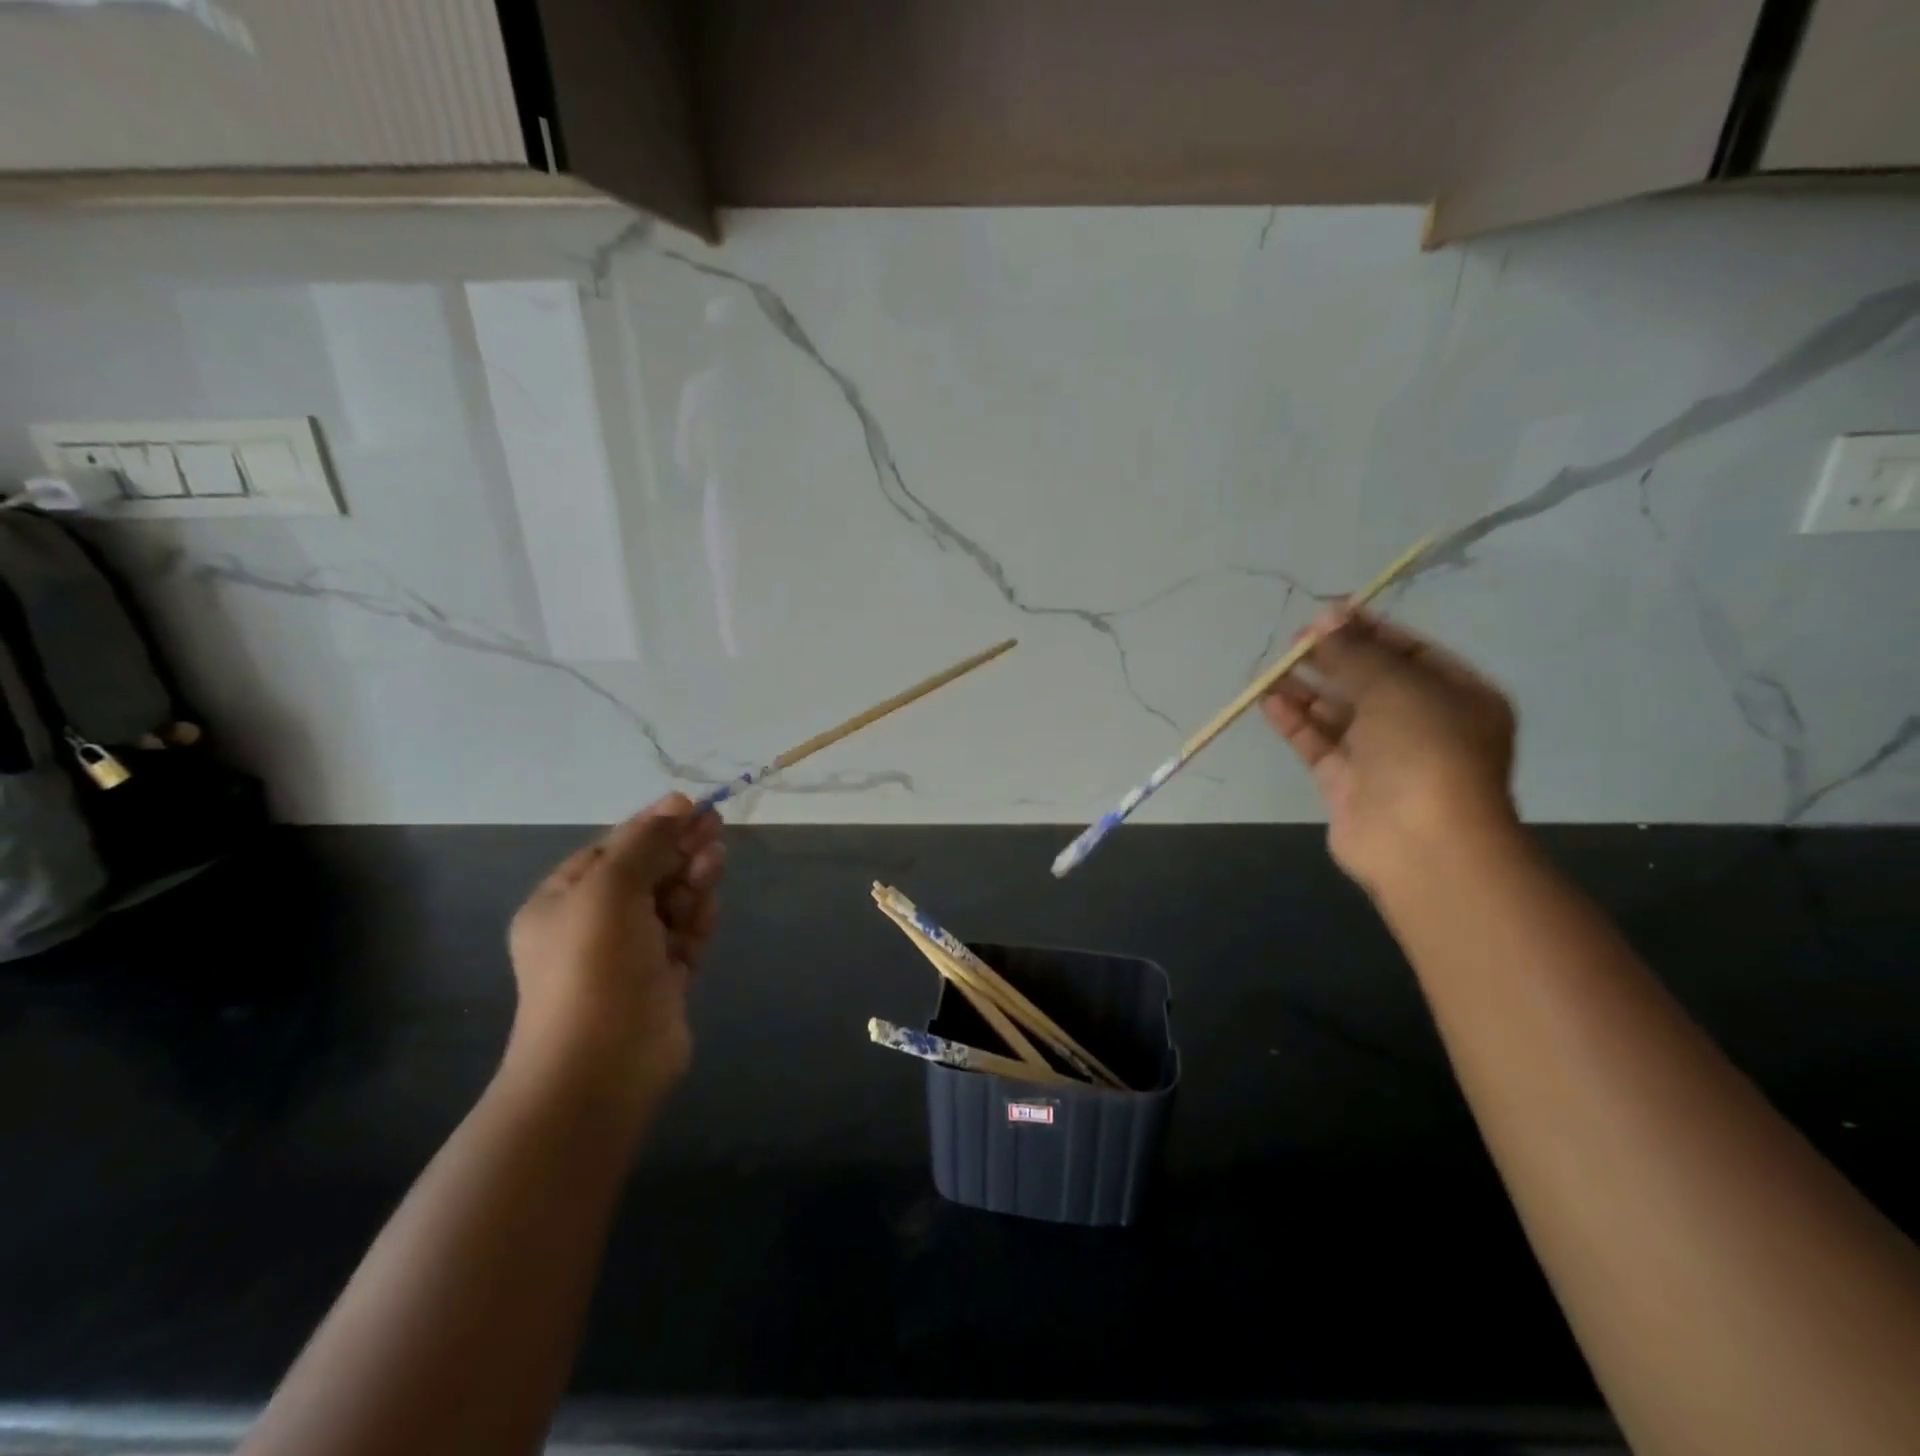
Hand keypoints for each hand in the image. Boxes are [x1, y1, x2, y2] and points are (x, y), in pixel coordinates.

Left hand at [504, 793, 724, 1120]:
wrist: (600, 1066)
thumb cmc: (594, 965)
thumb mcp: (610, 887)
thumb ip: (645, 843)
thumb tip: (675, 804)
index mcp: (563, 903)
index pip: (611, 850)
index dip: (651, 826)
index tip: (690, 807)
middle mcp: (594, 927)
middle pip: (645, 874)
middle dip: (678, 850)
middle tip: (715, 826)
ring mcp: (630, 957)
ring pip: (670, 904)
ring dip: (691, 880)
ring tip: (715, 860)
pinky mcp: (663, 982)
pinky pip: (684, 938)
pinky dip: (698, 920)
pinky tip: (710, 905)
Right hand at [1262, 609, 1518, 893]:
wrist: (1422, 842)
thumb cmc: (1425, 750)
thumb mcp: (1396, 687)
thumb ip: (1356, 652)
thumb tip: (1326, 617)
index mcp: (1457, 697)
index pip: (1410, 652)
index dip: (1368, 630)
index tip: (1326, 614)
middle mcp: (1422, 724)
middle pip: (1371, 682)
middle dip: (1333, 659)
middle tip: (1295, 641)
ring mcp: (1384, 757)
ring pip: (1340, 714)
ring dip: (1307, 690)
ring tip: (1272, 670)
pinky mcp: (1348, 784)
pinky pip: (1319, 744)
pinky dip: (1296, 723)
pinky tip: (1269, 702)